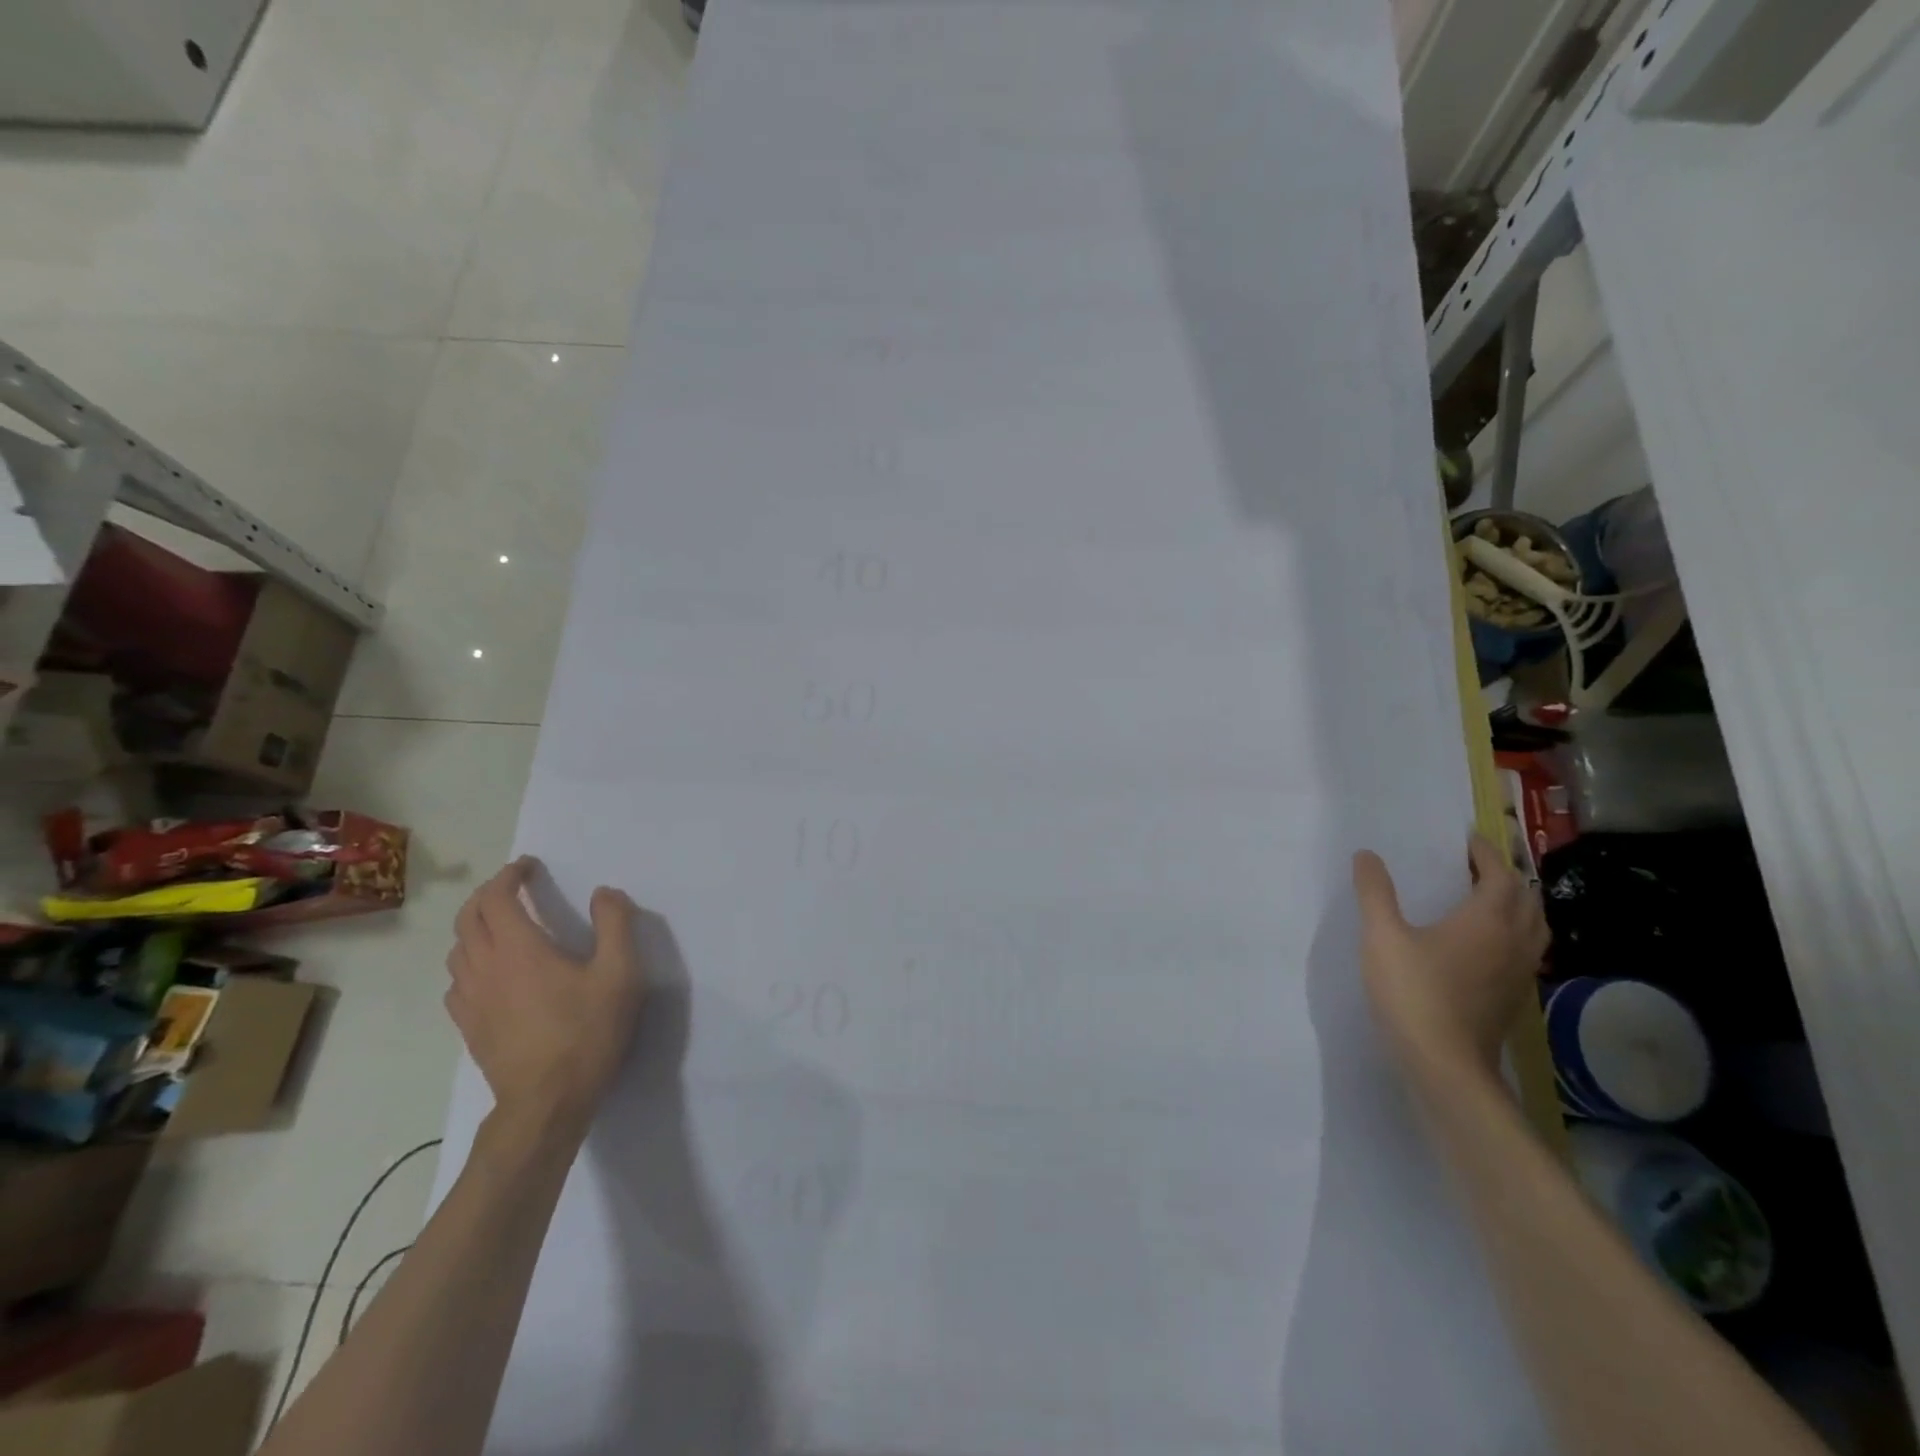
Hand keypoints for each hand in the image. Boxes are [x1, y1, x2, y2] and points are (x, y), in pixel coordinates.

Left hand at [444, 858, 648, 1131]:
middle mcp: (485, 966)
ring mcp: (471, 999)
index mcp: (519, 948)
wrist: (547, 1102)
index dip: (510, 875)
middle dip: (488, 894)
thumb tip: (604, 892)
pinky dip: (469, 960)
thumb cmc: (587, 1032)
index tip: (529, 866)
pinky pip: (457, 980)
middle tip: (514, 887)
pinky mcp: (469, 1025)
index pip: (497, 898)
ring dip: (475, 925)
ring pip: (457, 948)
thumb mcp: (621, 973)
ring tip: (500, 923)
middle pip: (468, 918)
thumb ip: (616, 924)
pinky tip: (489, 971)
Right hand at [1351, 835, 1548, 1092]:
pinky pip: (1525, 952)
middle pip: (1526, 899)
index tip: (1466, 839)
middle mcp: (1513, 942)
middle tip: (1474, 866)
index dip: (1486, 853)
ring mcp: (1518, 973)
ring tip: (1485, 899)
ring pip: (1534, 927)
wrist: (1443, 1064)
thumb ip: (1375, 892)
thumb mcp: (1382, 936)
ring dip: (1516, 906)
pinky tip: (1483, 945)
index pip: (1500, 875)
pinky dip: (1513, 934)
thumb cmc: (1413, 992)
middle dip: (1505, 876)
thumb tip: (1366, 855)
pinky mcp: (1512, 998)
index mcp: (1488, 920)